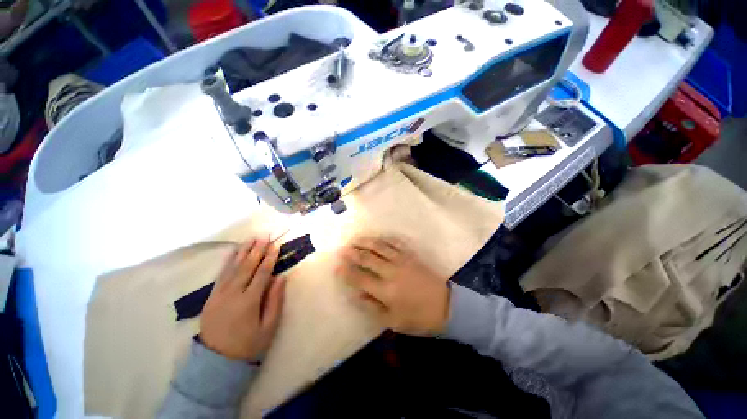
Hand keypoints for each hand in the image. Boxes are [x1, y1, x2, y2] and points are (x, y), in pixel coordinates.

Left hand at [200, 238, 285, 360]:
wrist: (216, 362)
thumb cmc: (248, 345)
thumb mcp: (268, 327)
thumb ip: (275, 300)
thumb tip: (281, 277)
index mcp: (249, 301)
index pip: (262, 274)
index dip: (270, 258)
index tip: (275, 245)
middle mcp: (232, 294)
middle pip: (247, 267)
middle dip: (257, 250)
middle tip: (264, 236)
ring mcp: (219, 294)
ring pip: (233, 268)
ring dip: (243, 252)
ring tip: (251, 239)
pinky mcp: (211, 297)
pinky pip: (221, 274)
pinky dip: (229, 261)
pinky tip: (234, 253)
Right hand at [336, 236, 449, 335]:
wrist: (446, 306)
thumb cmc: (418, 318)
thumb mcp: (393, 321)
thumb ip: (372, 307)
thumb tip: (355, 294)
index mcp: (386, 291)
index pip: (360, 278)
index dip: (347, 271)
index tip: (337, 266)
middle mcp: (391, 272)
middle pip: (368, 258)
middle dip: (353, 253)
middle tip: (343, 248)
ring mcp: (402, 261)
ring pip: (380, 247)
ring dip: (366, 242)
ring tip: (356, 239)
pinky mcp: (411, 255)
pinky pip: (396, 243)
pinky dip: (385, 239)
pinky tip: (379, 237)